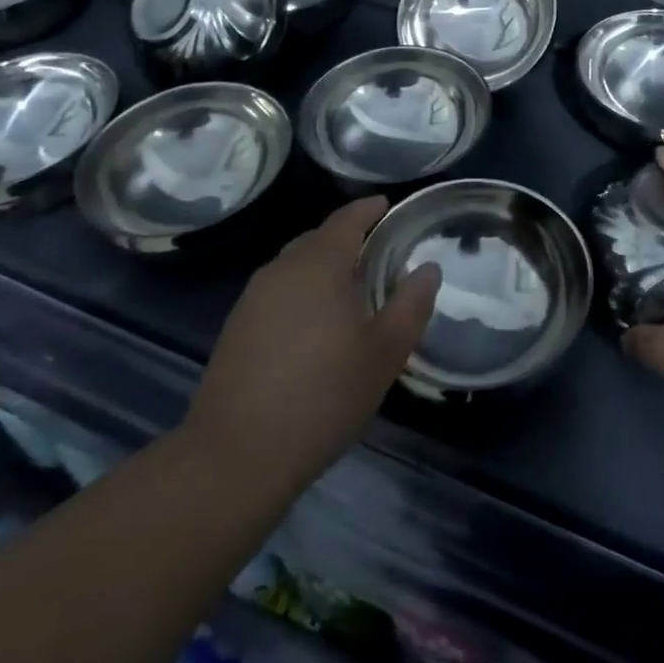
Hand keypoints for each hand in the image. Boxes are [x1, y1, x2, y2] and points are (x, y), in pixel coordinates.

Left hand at [184, 198, 439, 496]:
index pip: (347, 219)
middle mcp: (282, 268)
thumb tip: (428, 269)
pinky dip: (300, 294)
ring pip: (295, 266)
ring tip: (348, 292)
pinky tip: (313, 328)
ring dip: (322, 269)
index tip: (387, 206)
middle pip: (318, 239)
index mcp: (319, 263)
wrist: (235, 457)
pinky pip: (277, 293)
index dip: (369, 209)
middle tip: (377, 255)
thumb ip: (411, 305)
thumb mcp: (384, 353)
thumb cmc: (322, 396)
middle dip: (347, 240)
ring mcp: (253, 298)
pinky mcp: (236, 328)